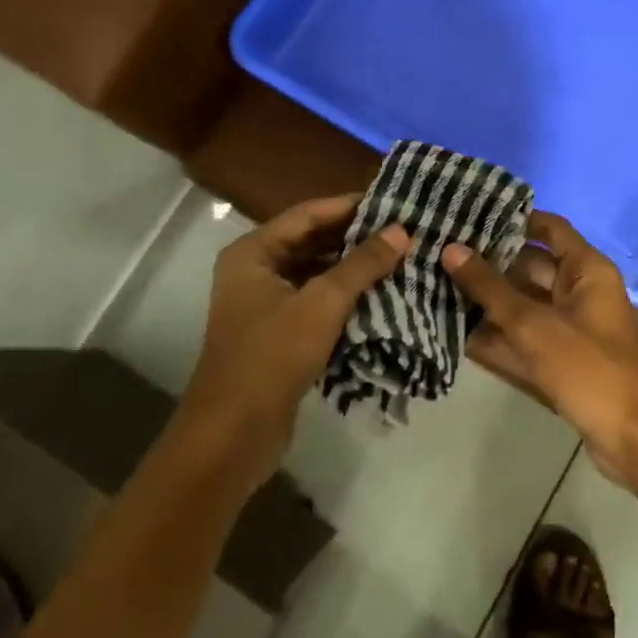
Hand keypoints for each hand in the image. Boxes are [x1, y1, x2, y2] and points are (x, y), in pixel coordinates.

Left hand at [179, 194, 409, 487]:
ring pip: (317, 273)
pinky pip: (317, 302)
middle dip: (356, 237)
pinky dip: (346, 297)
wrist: (233, 435)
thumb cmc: (271, 356)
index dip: (350, 205)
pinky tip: (382, 296)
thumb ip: (362, 264)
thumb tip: (401, 231)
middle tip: (404, 231)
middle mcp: (256, 271)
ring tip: (401, 259)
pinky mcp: (279, 334)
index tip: (393, 202)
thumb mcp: (322, 304)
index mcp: (253, 252)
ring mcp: (266, 304)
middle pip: (312, 242)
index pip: (308, 214)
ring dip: (354, 269)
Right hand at [440, 213, 637, 485]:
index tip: (469, 215)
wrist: (633, 440)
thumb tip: (451, 248)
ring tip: (437, 286)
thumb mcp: (533, 324)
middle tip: (440, 253)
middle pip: (529, 266)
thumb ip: (490, 287)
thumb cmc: (588, 368)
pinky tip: (455, 331)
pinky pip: (524, 336)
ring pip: (523, 304)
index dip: (512, 219)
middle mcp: (579, 291)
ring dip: (487, 301)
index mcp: (586, 270)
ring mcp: (570, 327)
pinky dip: (497, 334)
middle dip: (488, 263)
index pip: (547, 228)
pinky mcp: (561, 358)